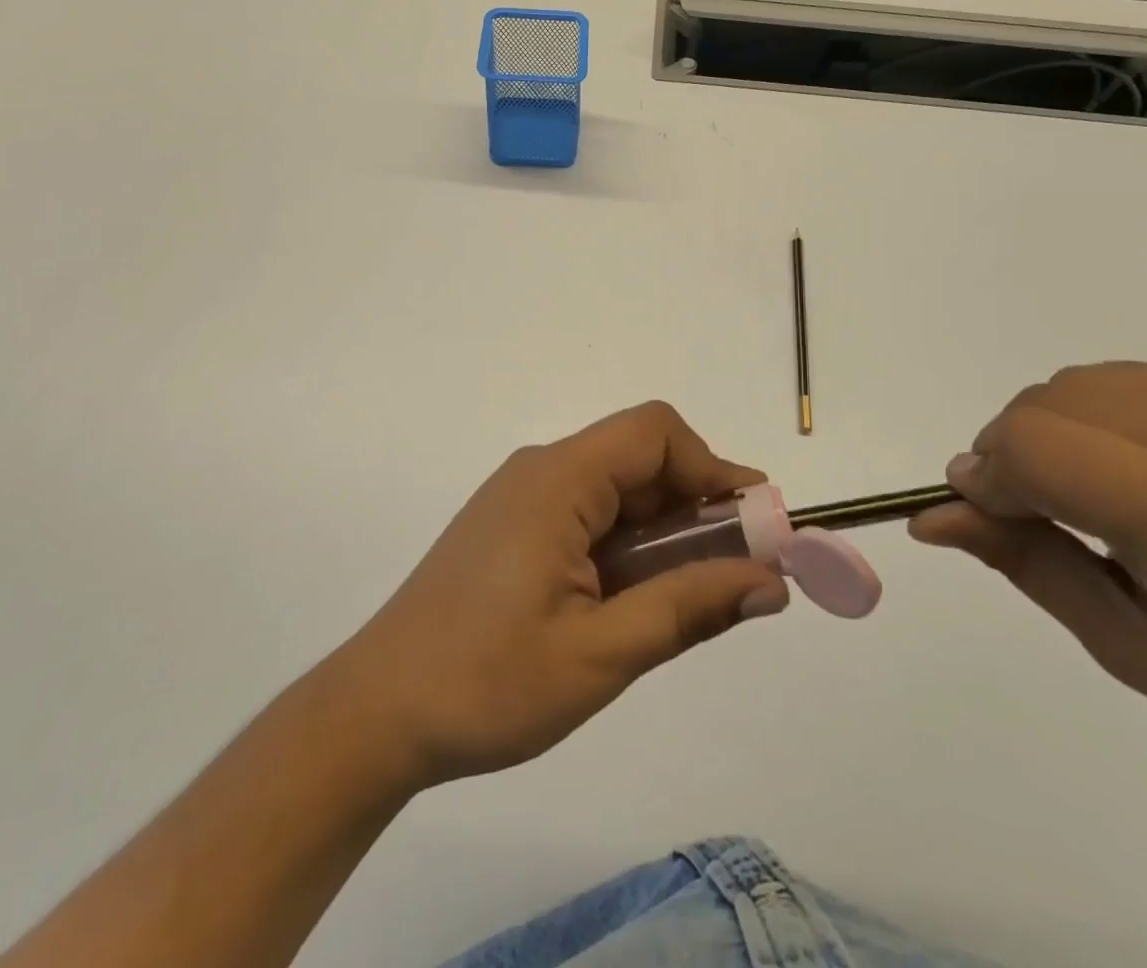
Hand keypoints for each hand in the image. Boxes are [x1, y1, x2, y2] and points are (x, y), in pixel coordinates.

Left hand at [323, 401, 789, 789]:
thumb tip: (769, 581)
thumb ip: (688, 607)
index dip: (713, 469)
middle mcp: (540, 471)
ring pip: (616, 488)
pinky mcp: (512, 526)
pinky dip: (627, 543)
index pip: (654, 434)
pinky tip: (633, 598)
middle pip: (638, 458)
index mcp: (557, 480)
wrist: (376, 713)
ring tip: (688, 595)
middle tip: (734, 573)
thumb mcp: (601, 654)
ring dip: (663, 530)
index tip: (755, 528)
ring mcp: (521, 497)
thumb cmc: (486, 684)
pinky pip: (587, 512)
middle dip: (696, 505)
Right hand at [912, 362, 1146, 807]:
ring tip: (1112, 490)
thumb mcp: (1137, 651)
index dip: (987, 475)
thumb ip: (1025, 565)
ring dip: (1065, 430)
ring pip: (1089, 382)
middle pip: (1048, 401)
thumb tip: (934, 515)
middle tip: (1045, 509)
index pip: (1031, 447)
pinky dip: (1123, 418)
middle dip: (1015, 451)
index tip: (985, 511)